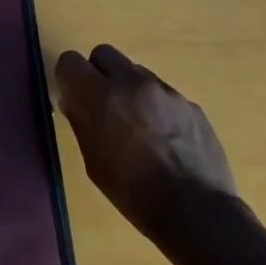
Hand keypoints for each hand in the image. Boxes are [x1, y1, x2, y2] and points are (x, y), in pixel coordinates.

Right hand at [53, 44, 240, 238]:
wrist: (197, 211)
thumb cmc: (133, 192)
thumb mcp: (93, 160)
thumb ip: (81, 122)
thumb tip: (74, 100)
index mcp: (101, 96)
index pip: (70, 60)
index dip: (68, 78)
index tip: (73, 98)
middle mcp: (133, 82)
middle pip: (104, 54)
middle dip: (98, 73)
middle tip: (101, 105)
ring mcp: (166, 91)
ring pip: (135, 72)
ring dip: (128, 89)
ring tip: (136, 126)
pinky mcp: (190, 104)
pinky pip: (162, 93)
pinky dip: (155, 107)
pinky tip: (163, 139)